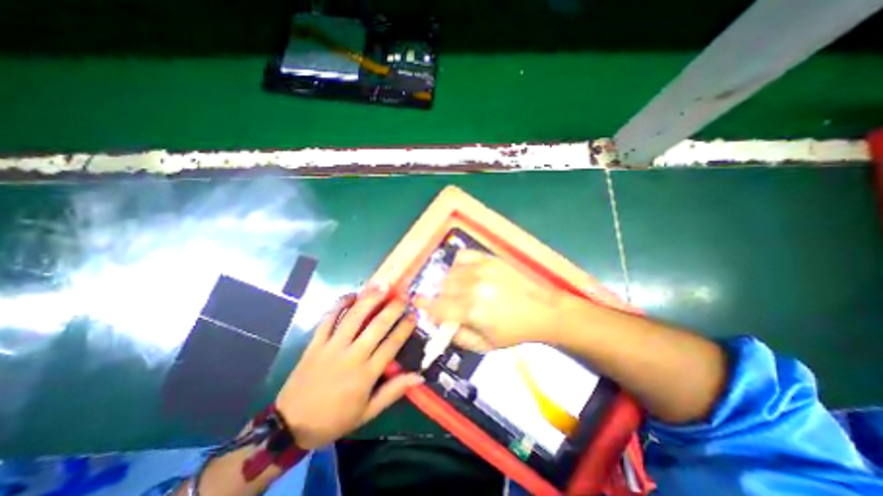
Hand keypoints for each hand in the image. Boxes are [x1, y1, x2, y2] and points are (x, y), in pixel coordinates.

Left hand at [278, 282, 422, 449]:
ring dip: (369, 299)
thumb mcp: (367, 412)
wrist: (289, 426)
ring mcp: (331, 347)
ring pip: (353, 317)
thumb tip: (419, 376)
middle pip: (376, 326)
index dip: (405, 327)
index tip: (414, 314)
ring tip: (382, 285)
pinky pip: (328, 319)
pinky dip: (339, 304)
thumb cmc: (334, 419)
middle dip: (393, 308)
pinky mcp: (315, 343)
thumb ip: (393, 392)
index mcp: (366, 374)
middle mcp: (351, 356)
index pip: (392, 344)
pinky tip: (351, 295)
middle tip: (404, 295)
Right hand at [414, 253, 565, 351]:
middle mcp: (472, 287)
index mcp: (471, 311)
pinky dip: (458, 265)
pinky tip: (464, 273)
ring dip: (448, 283)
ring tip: (458, 290)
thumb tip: (439, 323)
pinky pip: (462, 256)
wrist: (543, 310)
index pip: (437, 306)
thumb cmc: (514, 331)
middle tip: (448, 303)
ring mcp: (481, 269)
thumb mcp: (485, 345)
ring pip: (450, 273)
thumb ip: (457, 336)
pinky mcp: (489, 259)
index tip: (416, 301)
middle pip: (441, 288)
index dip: (424, 304)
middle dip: (440, 297)